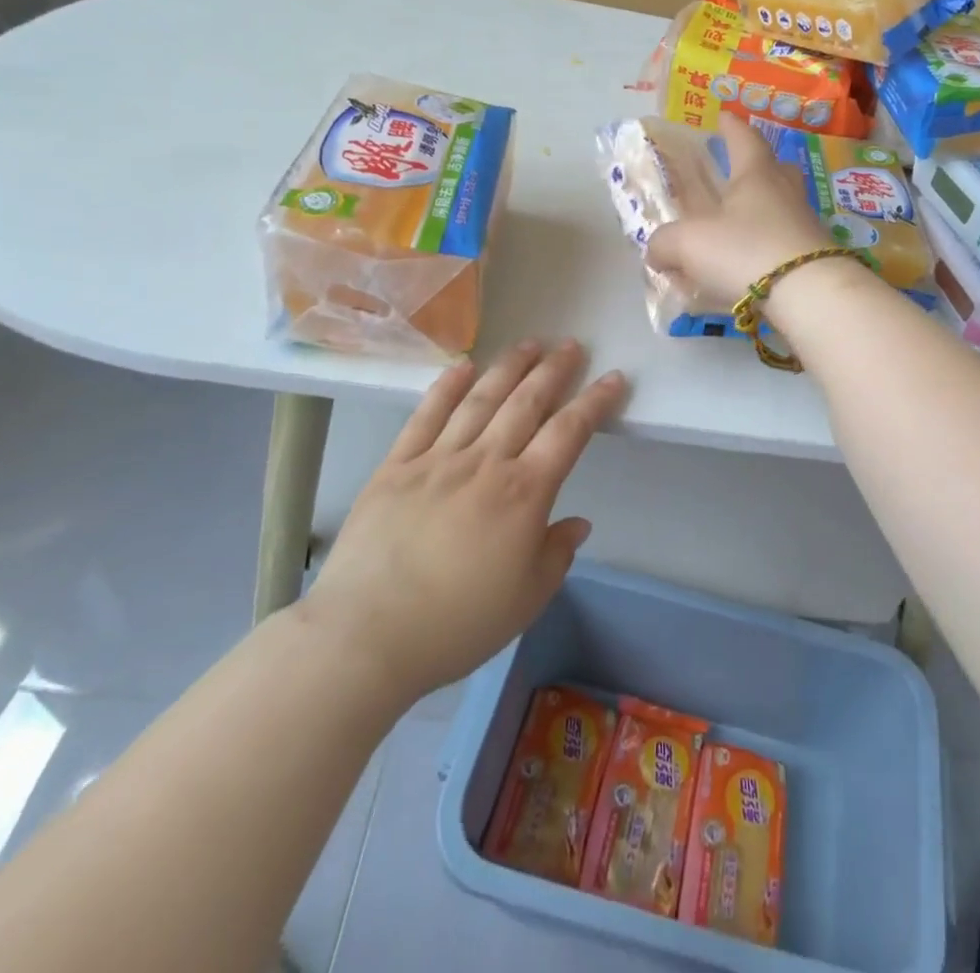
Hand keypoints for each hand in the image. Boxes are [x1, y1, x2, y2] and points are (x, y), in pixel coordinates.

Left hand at [301, 340, 627, 696]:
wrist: (366, 636)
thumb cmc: (457, 623)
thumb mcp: (527, 599)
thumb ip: (557, 554)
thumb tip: (577, 522)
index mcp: (524, 493)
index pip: (569, 433)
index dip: (595, 402)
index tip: (613, 377)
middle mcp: (485, 462)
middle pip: (527, 403)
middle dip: (554, 370)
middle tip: (571, 345)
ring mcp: (437, 459)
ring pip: (481, 399)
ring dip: (509, 367)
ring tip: (529, 343)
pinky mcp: (396, 466)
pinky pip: (425, 416)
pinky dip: (446, 387)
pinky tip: (462, 366)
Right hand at [645, 116, 834, 303]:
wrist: (809, 296)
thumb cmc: (745, 251)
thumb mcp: (688, 244)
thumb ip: (664, 243)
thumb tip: (656, 250)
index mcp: (757, 174)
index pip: (744, 138)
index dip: (731, 127)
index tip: (723, 116)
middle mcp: (785, 193)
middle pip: (774, 170)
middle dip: (754, 168)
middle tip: (736, 175)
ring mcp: (805, 226)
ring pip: (780, 209)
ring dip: (758, 214)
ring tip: (734, 228)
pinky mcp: (814, 259)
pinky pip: (783, 245)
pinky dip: (763, 251)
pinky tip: (745, 270)